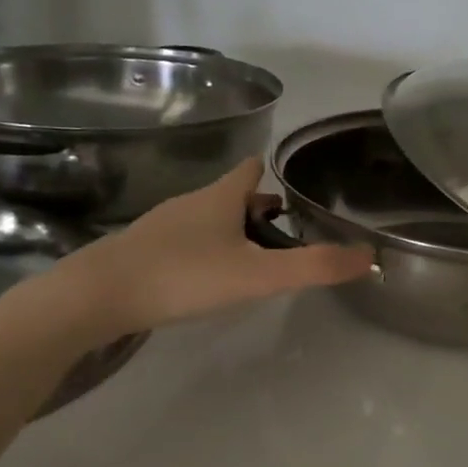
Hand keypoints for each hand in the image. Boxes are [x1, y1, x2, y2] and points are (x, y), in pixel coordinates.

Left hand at [33, 159, 373, 340]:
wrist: (98, 295)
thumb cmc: (184, 275)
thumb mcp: (258, 275)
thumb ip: (314, 267)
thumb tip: (369, 257)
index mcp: (220, 198)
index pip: (250, 170)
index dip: (271, 175)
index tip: (293, 190)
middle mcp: (191, 203)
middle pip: (231, 196)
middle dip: (257, 210)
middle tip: (284, 235)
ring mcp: (162, 226)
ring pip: (206, 220)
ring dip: (231, 232)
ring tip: (250, 260)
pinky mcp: (141, 251)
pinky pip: (183, 242)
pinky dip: (203, 251)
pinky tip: (205, 279)